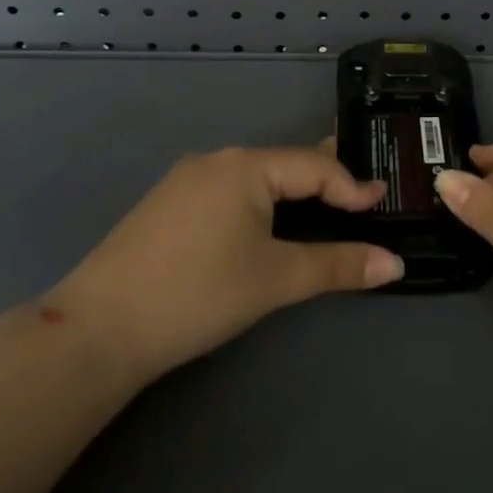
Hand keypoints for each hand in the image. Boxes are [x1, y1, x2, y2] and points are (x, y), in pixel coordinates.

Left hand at [53, 144, 402, 386]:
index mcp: (245, 166)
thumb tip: (395, 264)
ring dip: (290, 191)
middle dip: (323, 179)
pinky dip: (258, 202)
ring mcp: (185, 181)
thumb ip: (337, 266)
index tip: (382, 204)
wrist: (96, 331)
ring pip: (254, 178)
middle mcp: (215, 161)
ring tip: (320, 205)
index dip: (351, 186)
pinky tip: (262, 223)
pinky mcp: (166, 206)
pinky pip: (228, 191)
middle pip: (284, 164)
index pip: (314, 166)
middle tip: (358, 195)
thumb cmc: (197, 294)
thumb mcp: (275, 279)